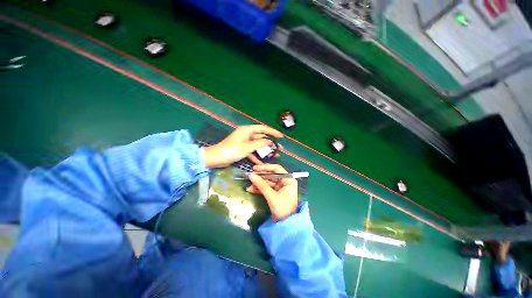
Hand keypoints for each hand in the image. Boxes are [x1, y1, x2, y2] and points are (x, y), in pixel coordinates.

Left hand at [203, 125, 282, 167]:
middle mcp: (246, 134)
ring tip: (274, 155)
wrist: (216, 158)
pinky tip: (261, 162)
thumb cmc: (232, 150)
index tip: (281, 136)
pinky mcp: (242, 149)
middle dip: (270, 143)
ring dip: (264, 150)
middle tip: (279, 148)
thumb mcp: (247, 147)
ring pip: (257, 145)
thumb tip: (270, 141)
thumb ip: (260, 144)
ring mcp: (244, 142)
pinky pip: (251, 151)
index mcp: (247, 130)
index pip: (263, 128)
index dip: (272, 132)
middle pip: (261, 137)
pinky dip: (256, 156)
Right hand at [246, 164, 297, 220]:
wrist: (286, 225)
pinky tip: (251, 189)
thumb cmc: (282, 209)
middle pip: (271, 175)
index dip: (265, 168)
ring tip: (249, 184)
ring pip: (268, 182)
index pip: (277, 169)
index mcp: (288, 180)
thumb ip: (261, 185)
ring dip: (258, 183)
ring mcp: (280, 187)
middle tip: (250, 175)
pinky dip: (259, 188)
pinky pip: (267, 188)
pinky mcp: (276, 193)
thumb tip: (251, 175)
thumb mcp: (272, 196)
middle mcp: (285, 181)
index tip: (255, 168)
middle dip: (260, 176)